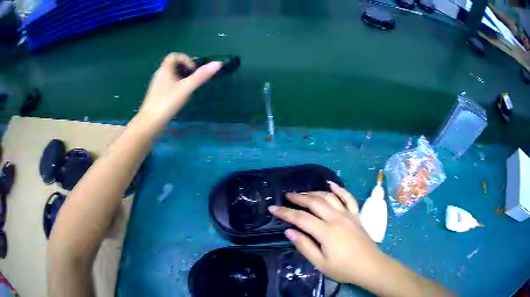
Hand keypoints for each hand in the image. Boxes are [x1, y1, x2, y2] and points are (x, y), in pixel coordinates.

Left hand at [137, 53, 221, 130]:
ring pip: (171, 76)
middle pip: (173, 65)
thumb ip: (201, 76)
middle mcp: (159, 75)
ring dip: (181, 79)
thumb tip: (218, 63)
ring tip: (189, 90)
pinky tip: (180, 99)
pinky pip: (168, 85)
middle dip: (185, 70)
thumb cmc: (167, 102)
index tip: (192, 70)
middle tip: (193, 80)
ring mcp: (157, 86)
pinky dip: (176, 88)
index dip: (185, 59)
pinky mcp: (157, 96)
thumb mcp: (186, 88)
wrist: (150, 122)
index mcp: (164, 69)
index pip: (174, 55)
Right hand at [268, 181, 384, 285]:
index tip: (273, 208)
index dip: (285, 212)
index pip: (301, 218)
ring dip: (315, 193)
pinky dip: (340, 190)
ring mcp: (348, 215)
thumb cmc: (344, 268)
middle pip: (315, 202)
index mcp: (326, 232)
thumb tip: (289, 231)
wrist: (370, 266)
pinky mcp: (357, 216)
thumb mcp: (320, 263)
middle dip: (299, 198)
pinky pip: (349, 198)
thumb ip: (304, 246)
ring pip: (330, 197)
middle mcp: (337, 218)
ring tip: (303, 193)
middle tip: (287, 196)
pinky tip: (332, 185)